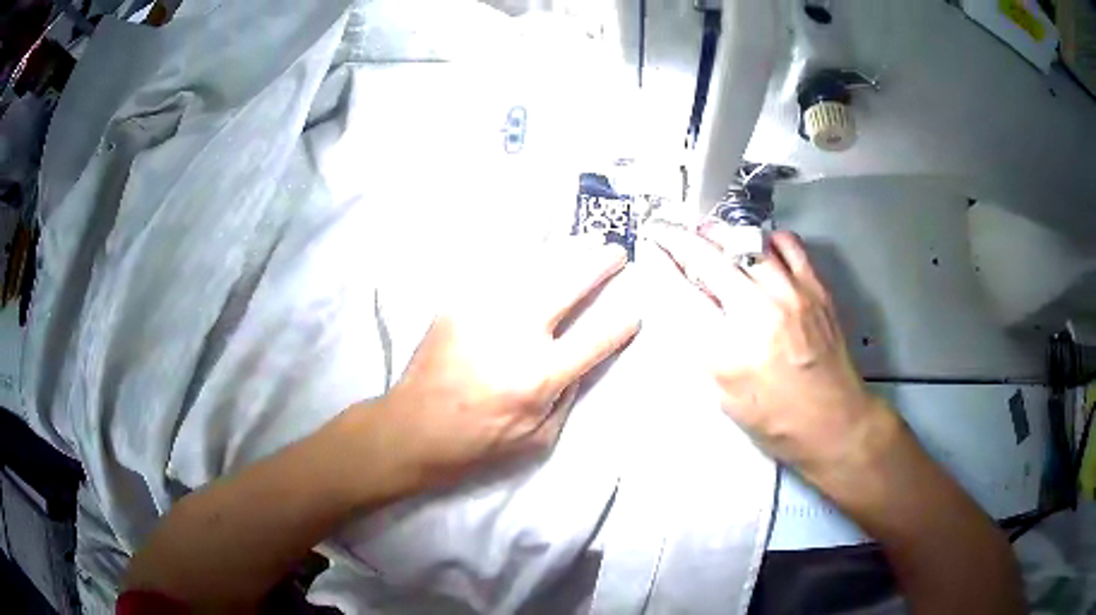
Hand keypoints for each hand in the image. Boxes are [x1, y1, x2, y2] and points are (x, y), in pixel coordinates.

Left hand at [377, 239, 639, 487]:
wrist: (415, 428)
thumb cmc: (479, 442)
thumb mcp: (537, 438)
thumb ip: (567, 397)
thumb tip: (584, 361)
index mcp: (541, 375)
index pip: (596, 340)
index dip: (621, 324)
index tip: (634, 312)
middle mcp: (517, 336)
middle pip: (568, 287)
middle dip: (599, 265)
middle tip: (616, 252)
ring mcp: (485, 313)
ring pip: (534, 269)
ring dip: (565, 252)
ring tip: (585, 240)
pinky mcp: (459, 304)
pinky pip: (497, 271)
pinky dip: (523, 258)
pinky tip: (538, 248)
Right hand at [647, 223, 883, 479]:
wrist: (834, 423)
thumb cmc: (777, 421)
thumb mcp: (725, 396)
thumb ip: (702, 347)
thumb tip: (684, 304)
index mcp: (730, 350)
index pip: (683, 290)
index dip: (661, 261)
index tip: (651, 246)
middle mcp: (760, 312)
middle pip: (710, 256)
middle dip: (680, 237)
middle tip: (668, 232)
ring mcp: (792, 295)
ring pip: (746, 241)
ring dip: (719, 234)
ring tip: (706, 234)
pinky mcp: (816, 289)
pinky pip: (787, 244)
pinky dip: (765, 239)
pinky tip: (757, 248)